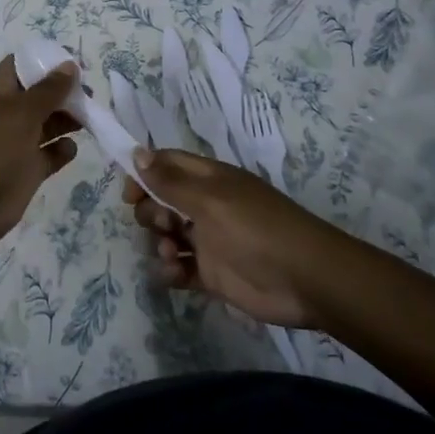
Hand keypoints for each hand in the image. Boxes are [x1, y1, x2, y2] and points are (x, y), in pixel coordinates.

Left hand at [0, 56, 81, 249]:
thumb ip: (48, 90)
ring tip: (89, 117)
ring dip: (67, 119)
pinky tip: (70, 149)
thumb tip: (69, 66)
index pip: (18, 67)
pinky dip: (62, 150)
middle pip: (38, 96)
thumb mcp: (22, 112)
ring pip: (47, 124)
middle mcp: (7, 115)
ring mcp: (17, 144)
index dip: (42, 62)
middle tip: (89, 94)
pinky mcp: (26, 170)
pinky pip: (49, 155)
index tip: (71, 64)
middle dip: (62, 92)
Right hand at [124, 149, 335, 327]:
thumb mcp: (211, 200)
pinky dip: (170, 271)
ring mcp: (208, 240)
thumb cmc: (256, 229)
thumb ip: (170, 182)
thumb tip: (136, 153)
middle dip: (150, 212)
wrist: (306, 280)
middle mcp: (205, 206)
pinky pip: (179, 268)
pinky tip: (174, 274)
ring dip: (158, 243)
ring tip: (171, 254)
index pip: (166, 165)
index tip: (128, 194)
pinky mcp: (212, 273)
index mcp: (208, 180)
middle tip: (162, 224)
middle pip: (161, 201)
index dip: (143, 174)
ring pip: (166, 235)